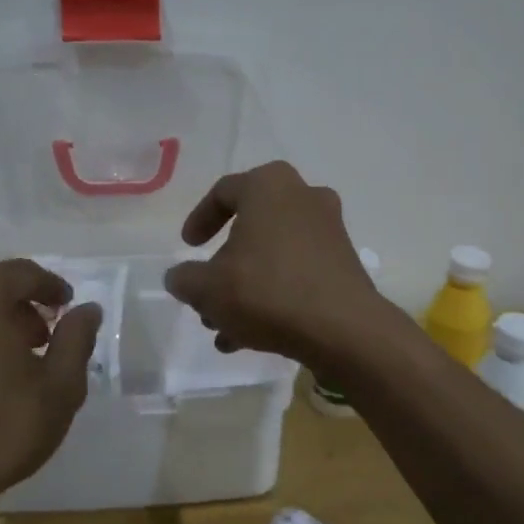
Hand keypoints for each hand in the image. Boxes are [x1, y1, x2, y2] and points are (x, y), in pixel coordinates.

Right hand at [162, 161, 379, 362]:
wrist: (343, 329)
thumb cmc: (267, 292)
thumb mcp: (207, 288)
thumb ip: (184, 279)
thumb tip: (179, 278)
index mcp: (269, 186)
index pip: (224, 192)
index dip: (199, 219)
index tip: (188, 247)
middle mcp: (304, 198)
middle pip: (251, 228)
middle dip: (224, 265)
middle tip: (206, 292)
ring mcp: (329, 231)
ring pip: (273, 256)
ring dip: (245, 288)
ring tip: (224, 328)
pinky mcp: (343, 265)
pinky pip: (297, 273)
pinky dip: (273, 296)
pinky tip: (251, 337)